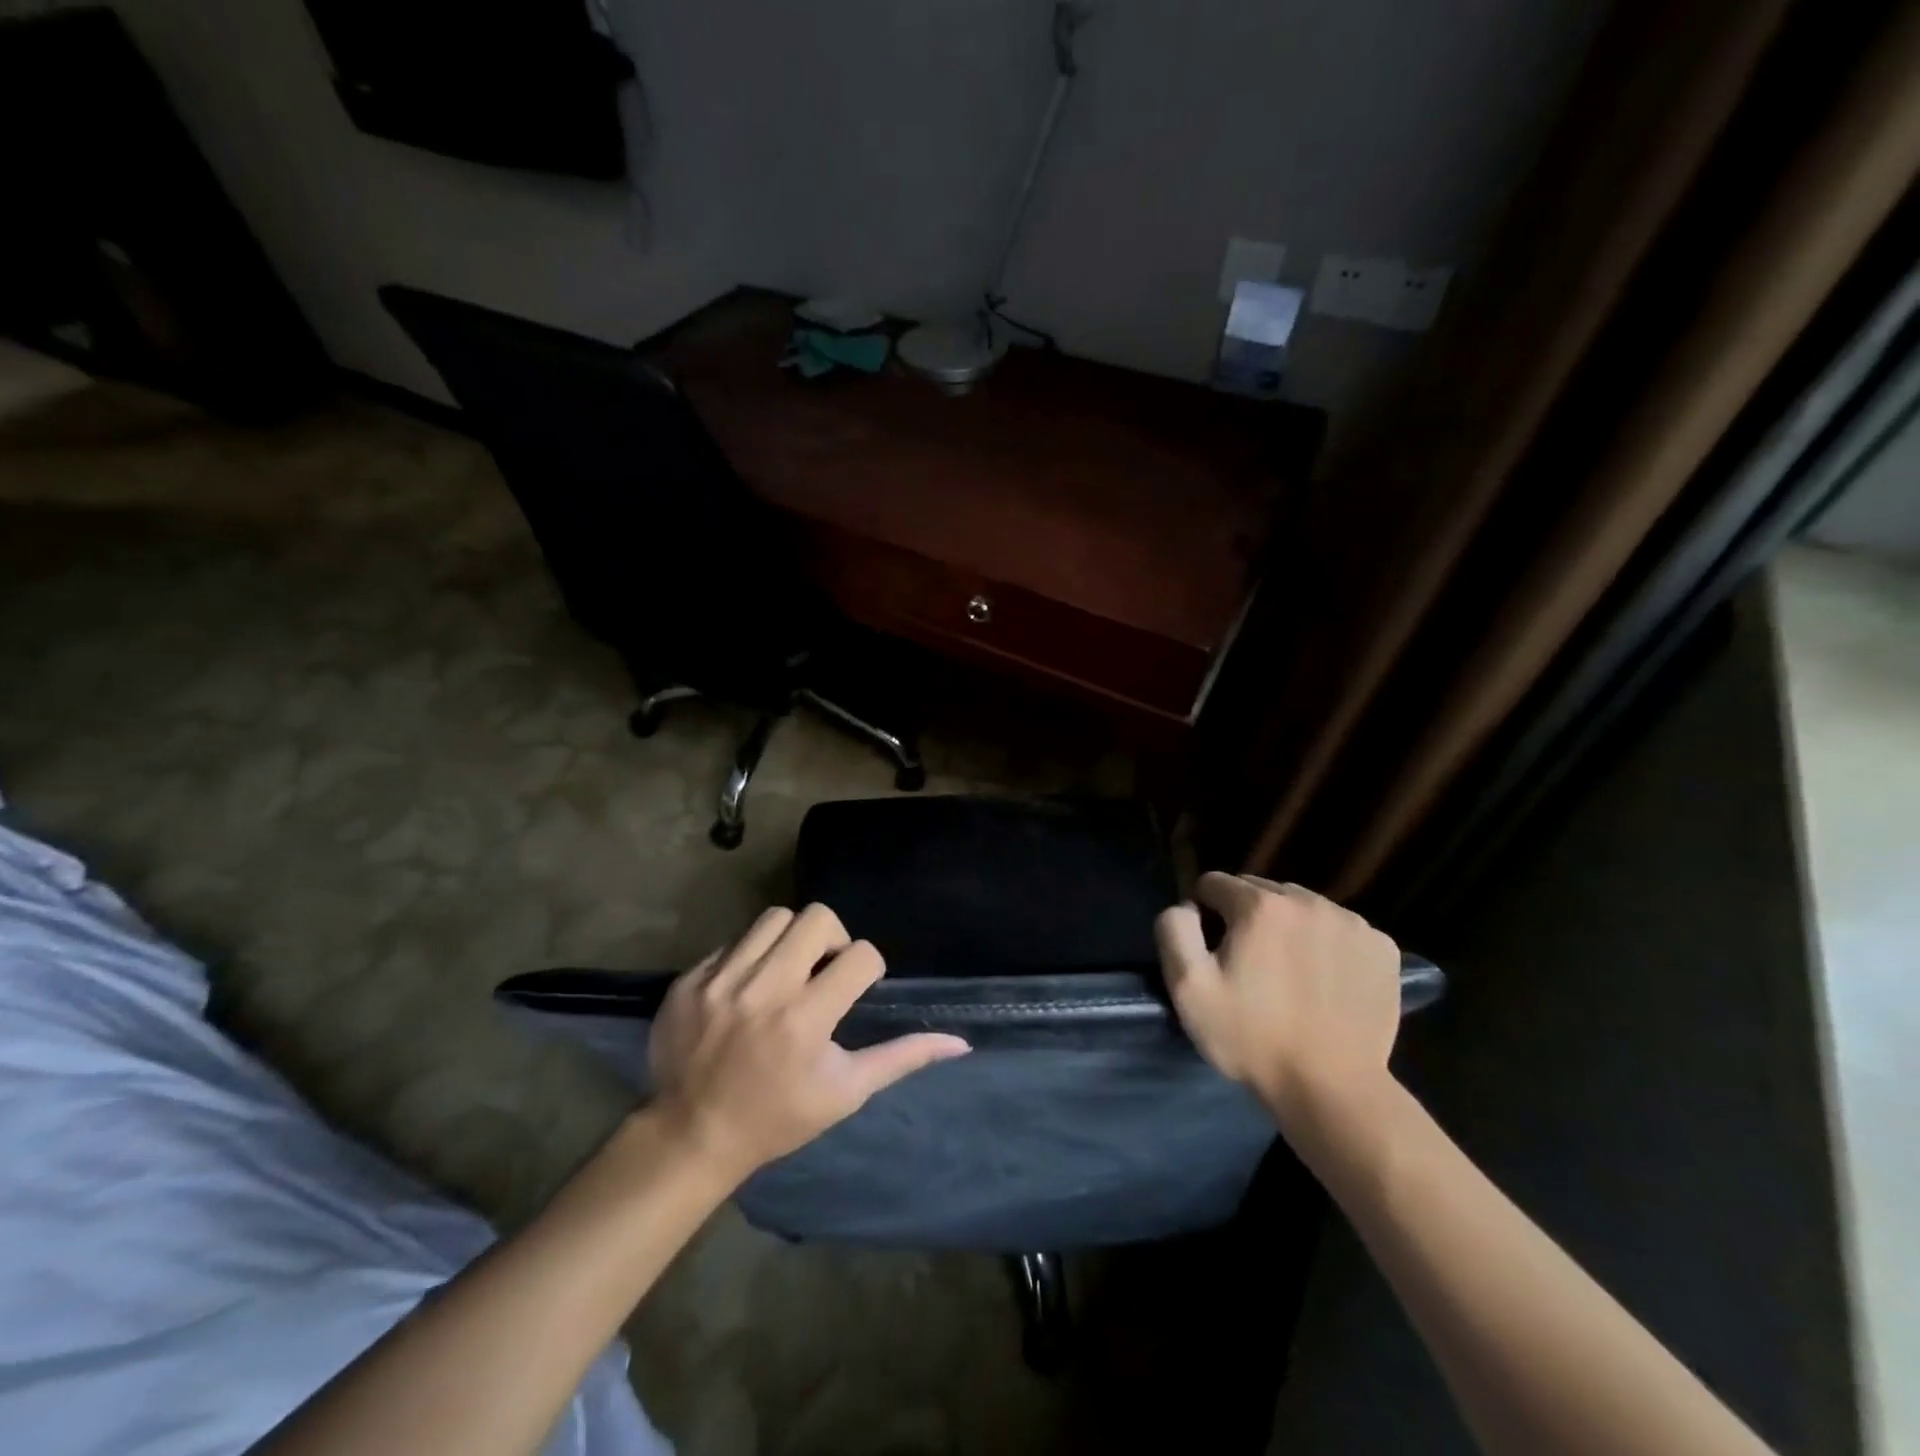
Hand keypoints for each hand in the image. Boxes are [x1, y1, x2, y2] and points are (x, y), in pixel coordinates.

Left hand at [647, 904, 969, 1182]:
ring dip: (791, 938)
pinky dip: (750, 956)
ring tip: (787, 970)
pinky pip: (734, 941)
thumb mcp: (845, 1092)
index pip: (861, 955)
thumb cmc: (777, 1117)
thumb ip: (901, 1058)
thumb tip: (959, 1041)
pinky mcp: (690, 979)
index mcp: (806, 1019)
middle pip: (817, 918)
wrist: (690, 1136)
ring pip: (774, 918)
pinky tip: (748, 988)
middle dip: (833, 938)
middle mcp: (764, 989)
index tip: (856, 989)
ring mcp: (721, 980)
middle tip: (825, 968)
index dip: (869, 968)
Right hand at [1155, 873, 1401, 1124]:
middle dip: (1246, 915)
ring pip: (1302, 906)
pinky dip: (1327, 943)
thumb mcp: (1187, 987)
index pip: (1215, 883)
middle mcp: (1308, 901)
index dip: (1204, 912)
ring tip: (1287, 971)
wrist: (1332, 1089)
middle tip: (1248, 962)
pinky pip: (1340, 928)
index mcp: (1260, 906)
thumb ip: (1174, 930)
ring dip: (1288, 925)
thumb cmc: (1251, 1037)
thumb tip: (1188, 906)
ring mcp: (1351, 923)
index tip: (1211, 949)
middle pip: (1260, 890)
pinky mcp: (1382, 948)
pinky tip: (1324, 980)